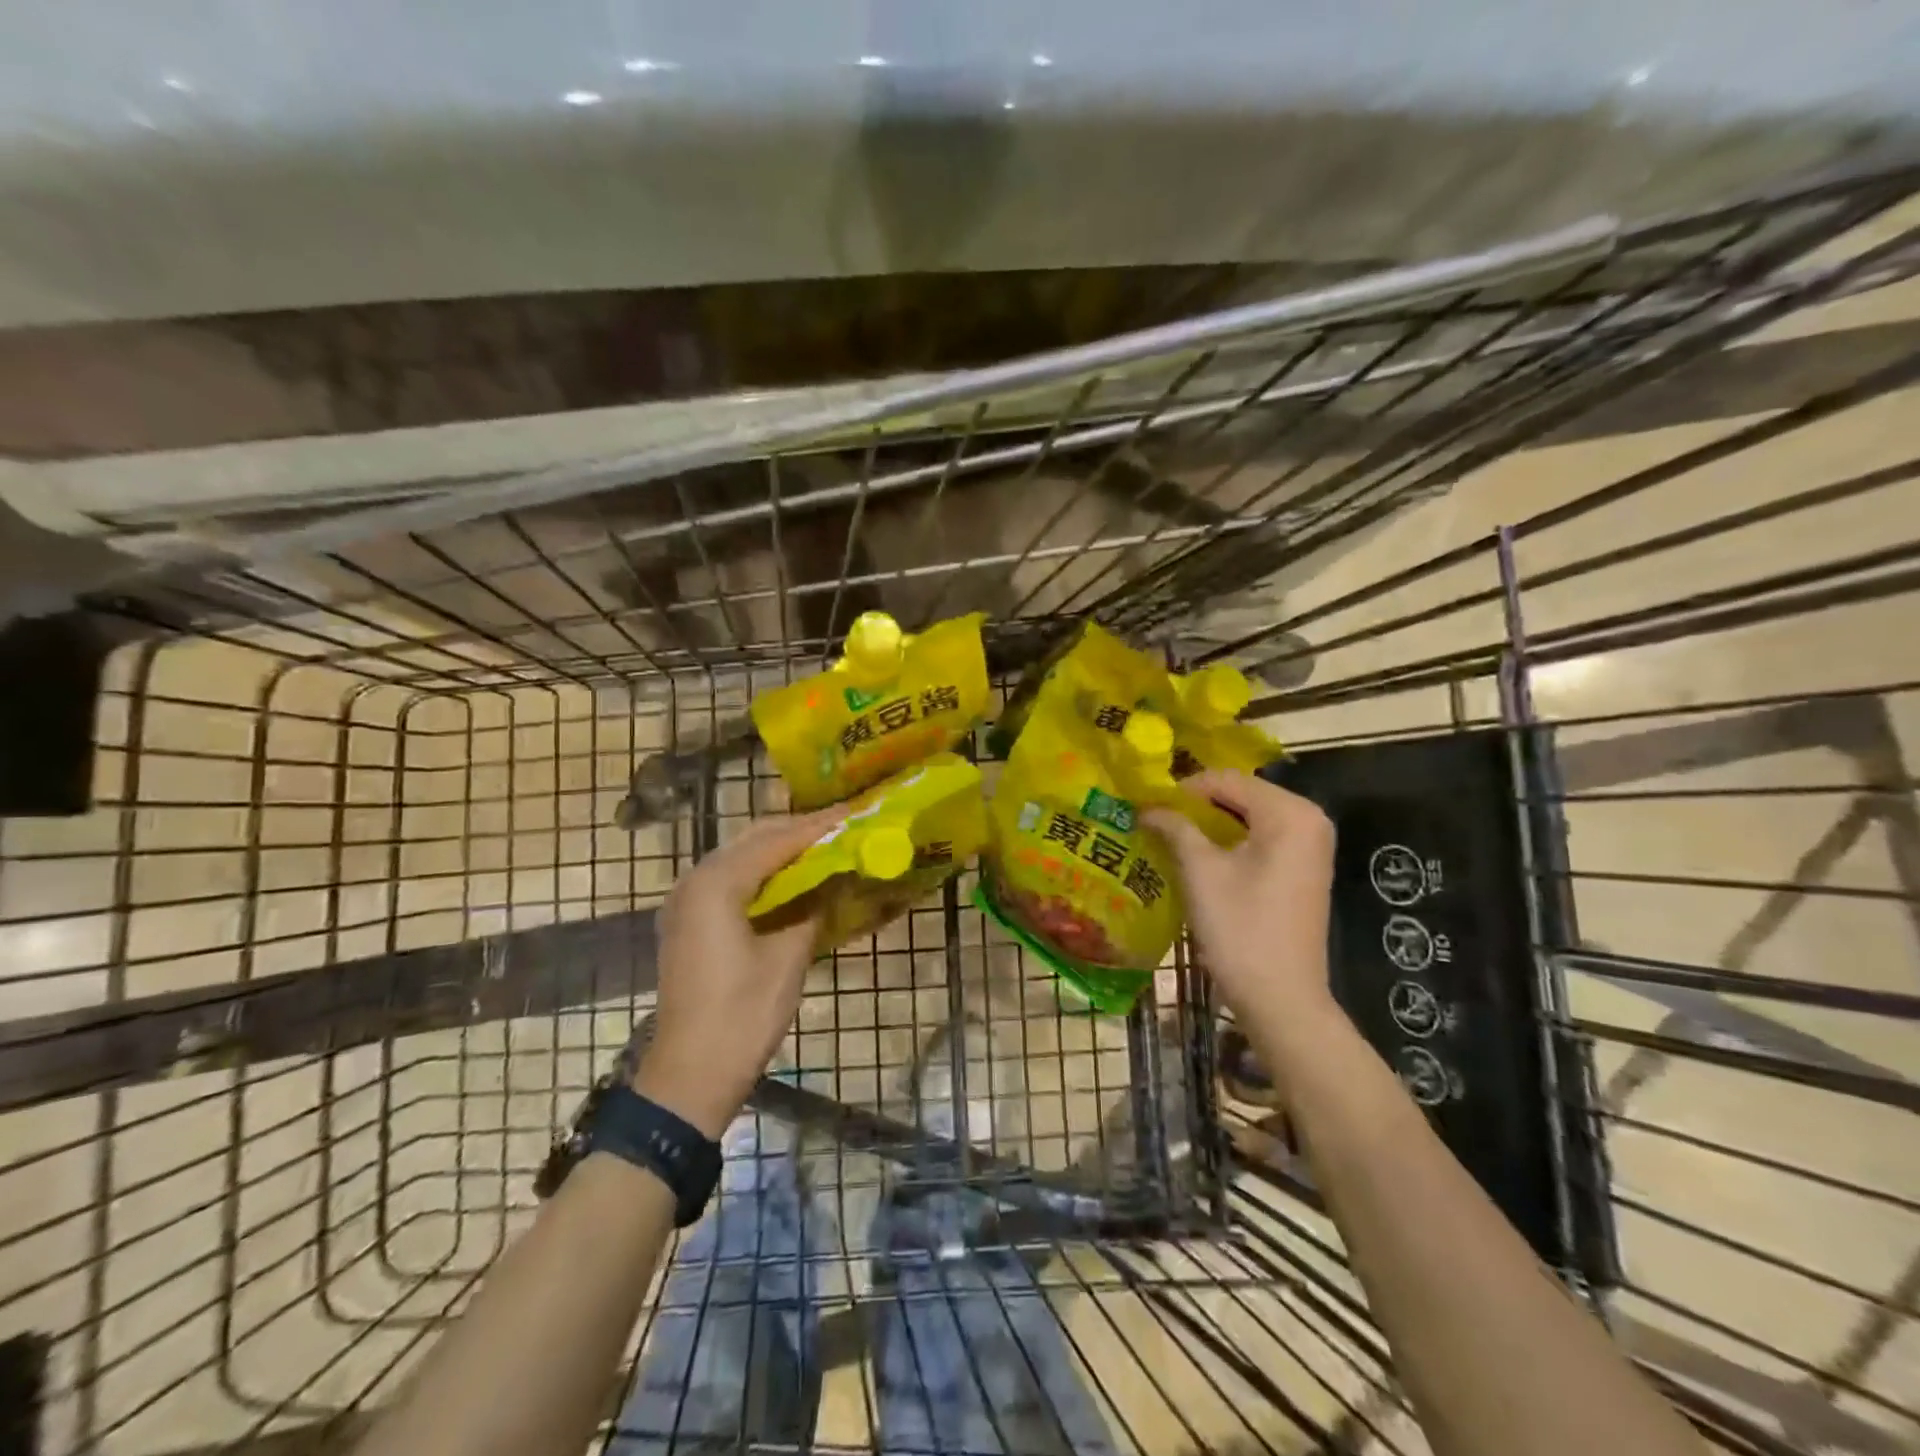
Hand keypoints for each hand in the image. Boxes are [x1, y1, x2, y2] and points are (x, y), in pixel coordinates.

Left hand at [633, 806, 844, 1137]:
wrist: (690, 1075)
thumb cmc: (742, 1015)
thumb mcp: (788, 957)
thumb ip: (813, 907)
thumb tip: (836, 878)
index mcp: (716, 883)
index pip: (776, 841)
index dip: (818, 827)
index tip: (855, 813)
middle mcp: (694, 880)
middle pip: (753, 838)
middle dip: (797, 830)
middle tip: (841, 826)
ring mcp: (685, 901)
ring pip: (739, 856)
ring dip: (779, 849)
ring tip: (823, 846)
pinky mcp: (687, 921)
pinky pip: (729, 879)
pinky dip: (762, 872)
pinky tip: (791, 878)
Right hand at [1143, 770, 1337, 1026]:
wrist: (1282, 998)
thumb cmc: (1241, 929)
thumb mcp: (1201, 872)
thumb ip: (1175, 828)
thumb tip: (1147, 806)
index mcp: (1290, 813)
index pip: (1226, 780)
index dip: (1182, 790)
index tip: (1147, 805)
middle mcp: (1309, 819)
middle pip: (1240, 795)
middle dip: (1196, 806)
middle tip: (1155, 819)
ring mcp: (1311, 845)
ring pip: (1248, 816)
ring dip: (1209, 824)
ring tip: (1169, 835)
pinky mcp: (1304, 868)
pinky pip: (1261, 837)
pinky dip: (1229, 841)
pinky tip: (1198, 855)